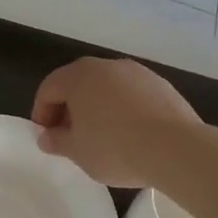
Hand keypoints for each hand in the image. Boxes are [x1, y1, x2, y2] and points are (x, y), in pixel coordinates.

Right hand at [31, 57, 202, 187]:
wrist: (176, 149)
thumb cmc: (114, 147)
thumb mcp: (76, 151)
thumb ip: (56, 141)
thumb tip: (47, 137)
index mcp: (79, 76)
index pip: (49, 88)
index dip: (41, 113)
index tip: (46, 137)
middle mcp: (107, 66)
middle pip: (78, 84)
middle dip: (69, 109)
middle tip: (70, 136)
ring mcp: (138, 73)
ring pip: (107, 88)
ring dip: (97, 108)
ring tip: (101, 137)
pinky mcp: (162, 86)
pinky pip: (132, 96)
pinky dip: (123, 110)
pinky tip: (129, 135)